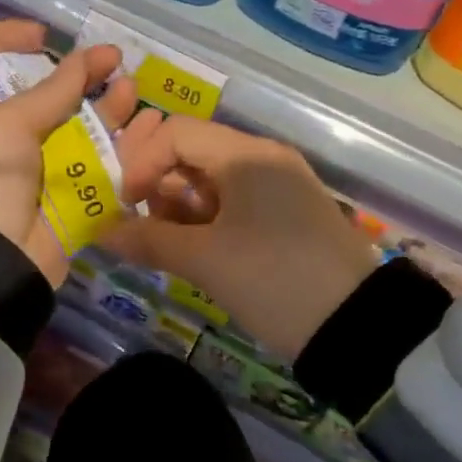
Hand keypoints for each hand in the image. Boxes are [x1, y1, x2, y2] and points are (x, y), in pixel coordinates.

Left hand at [0, 20, 147, 286]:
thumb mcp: (10, 123)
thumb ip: (55, 90)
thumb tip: (90, 56)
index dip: (10, 40)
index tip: (43, 35)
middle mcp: (14, 136)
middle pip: (51, 95)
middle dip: (82, 75)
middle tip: (114, 61)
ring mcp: (46, 167)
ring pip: (85, 129)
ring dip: (110, 109)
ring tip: (132, 92)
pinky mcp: (73, 197)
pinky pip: (105, 167)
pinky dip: (127, 149)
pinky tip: (150, 131)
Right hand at [105, 118, 379, 361]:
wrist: (359, 328)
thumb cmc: (275, 281)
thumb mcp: (207, 261)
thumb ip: (149, 240)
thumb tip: (102, 232)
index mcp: (246, 154)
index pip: (177, 133)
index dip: (142, 161)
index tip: (126, 203)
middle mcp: (263, 158)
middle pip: (193, 150)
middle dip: (157, 182)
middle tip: (140, 221)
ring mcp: (279, 185)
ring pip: (211, 177)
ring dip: (178, 203)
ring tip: (165, 242)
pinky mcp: (286, 213)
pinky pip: (233, 200)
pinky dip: (205, 218)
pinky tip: (193, 248)